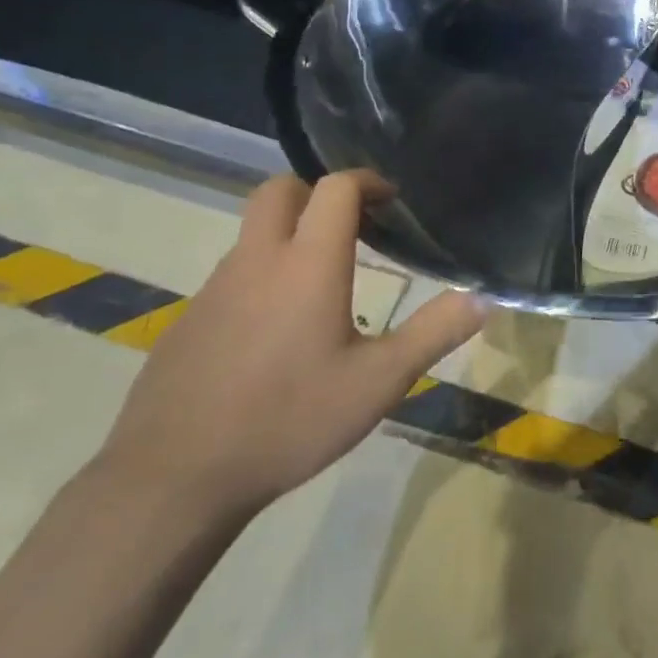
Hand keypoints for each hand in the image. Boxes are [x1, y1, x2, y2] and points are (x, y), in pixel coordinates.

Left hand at [95, 172, 487, 520]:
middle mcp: (258, 260)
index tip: (391, 201)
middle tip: (353, 226)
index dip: (366, 181)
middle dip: (319, 192)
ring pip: (254, 233)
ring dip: (291, 234)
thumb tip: (482, 299)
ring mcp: (215, 288)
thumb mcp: (378, 383)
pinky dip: (264, 275)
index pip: (335, 188)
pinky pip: (233, 275)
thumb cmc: (289, 419)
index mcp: (308, 264)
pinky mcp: (189, 319)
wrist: (175, 476)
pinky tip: (278, 333)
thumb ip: (433, 334)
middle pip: (280, 190)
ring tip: (325, 283)